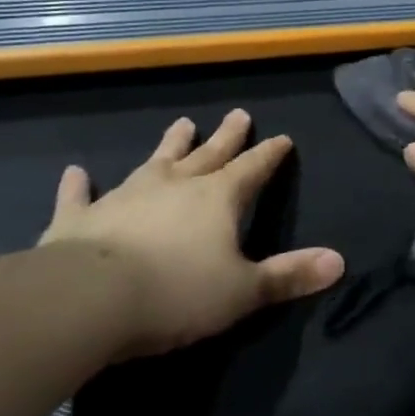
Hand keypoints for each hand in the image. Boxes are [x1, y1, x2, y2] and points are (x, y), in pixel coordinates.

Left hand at [39, 110, 343, 357]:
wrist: (86, 300)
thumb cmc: (176, 293)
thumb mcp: (244, 291)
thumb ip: (289, 275)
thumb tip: (339, 261)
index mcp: (218, 199)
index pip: (252, 169)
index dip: (269, 155)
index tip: (282, 138)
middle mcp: (175, 186)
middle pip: (208, 155)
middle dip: (226, 137)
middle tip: (239, 114)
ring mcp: (125, 197)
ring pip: (154, 162)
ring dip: (170, 145)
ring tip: (182, 123)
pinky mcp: (79, 219)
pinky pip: (80, 196)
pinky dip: (78, 185)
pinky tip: (75, 171)